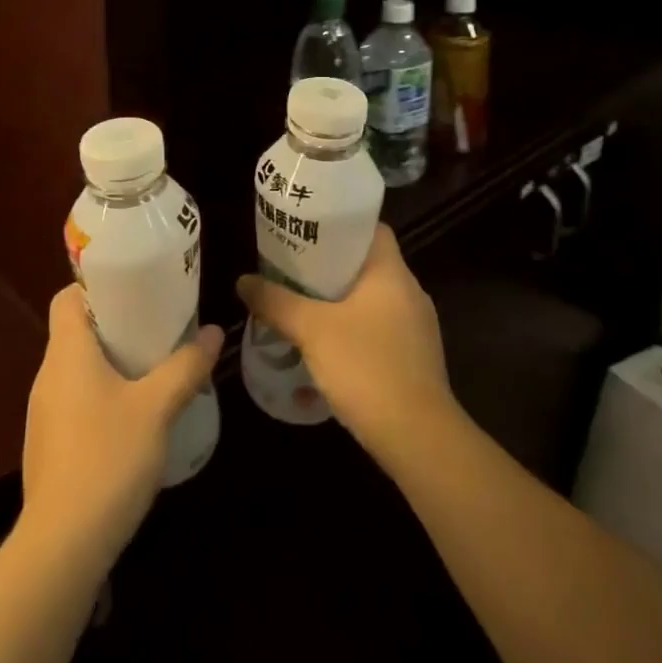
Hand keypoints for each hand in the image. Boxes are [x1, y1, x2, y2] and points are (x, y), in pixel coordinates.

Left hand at [19, 285, 221, 570]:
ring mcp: (44, 413)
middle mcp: (48, 375)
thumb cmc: (108, 458)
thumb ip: (186, 367)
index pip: (67, 297)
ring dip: (110, 364)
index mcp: (67, 352)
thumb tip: (214, 333)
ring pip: (77, 370)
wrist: (62, 545)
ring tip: (151, 371)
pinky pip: (75, 402)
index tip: (134, 293)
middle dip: (116, 326)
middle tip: (157, 330)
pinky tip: (132, 421)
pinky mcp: (48, 446)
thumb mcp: (157, 408)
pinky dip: (101, 397)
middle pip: (76, 332)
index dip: (96, 287)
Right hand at [236, 224, 452, 471]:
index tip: (307, 229)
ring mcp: (417, 328)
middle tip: (291, 266)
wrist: (418, 438)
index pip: (371, 228)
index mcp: (392, 272)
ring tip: (301, 303)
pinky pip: (379, 328)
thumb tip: (243, 281)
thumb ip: (275, 301)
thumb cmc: (366, 366)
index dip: (340, 224)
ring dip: (339, 300)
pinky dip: (353, 328)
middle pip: (366, 264)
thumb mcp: (311, 329)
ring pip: (372, 299)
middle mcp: (410, 292)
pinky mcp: (415, 359)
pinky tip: (325, 345)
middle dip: (329, 264)